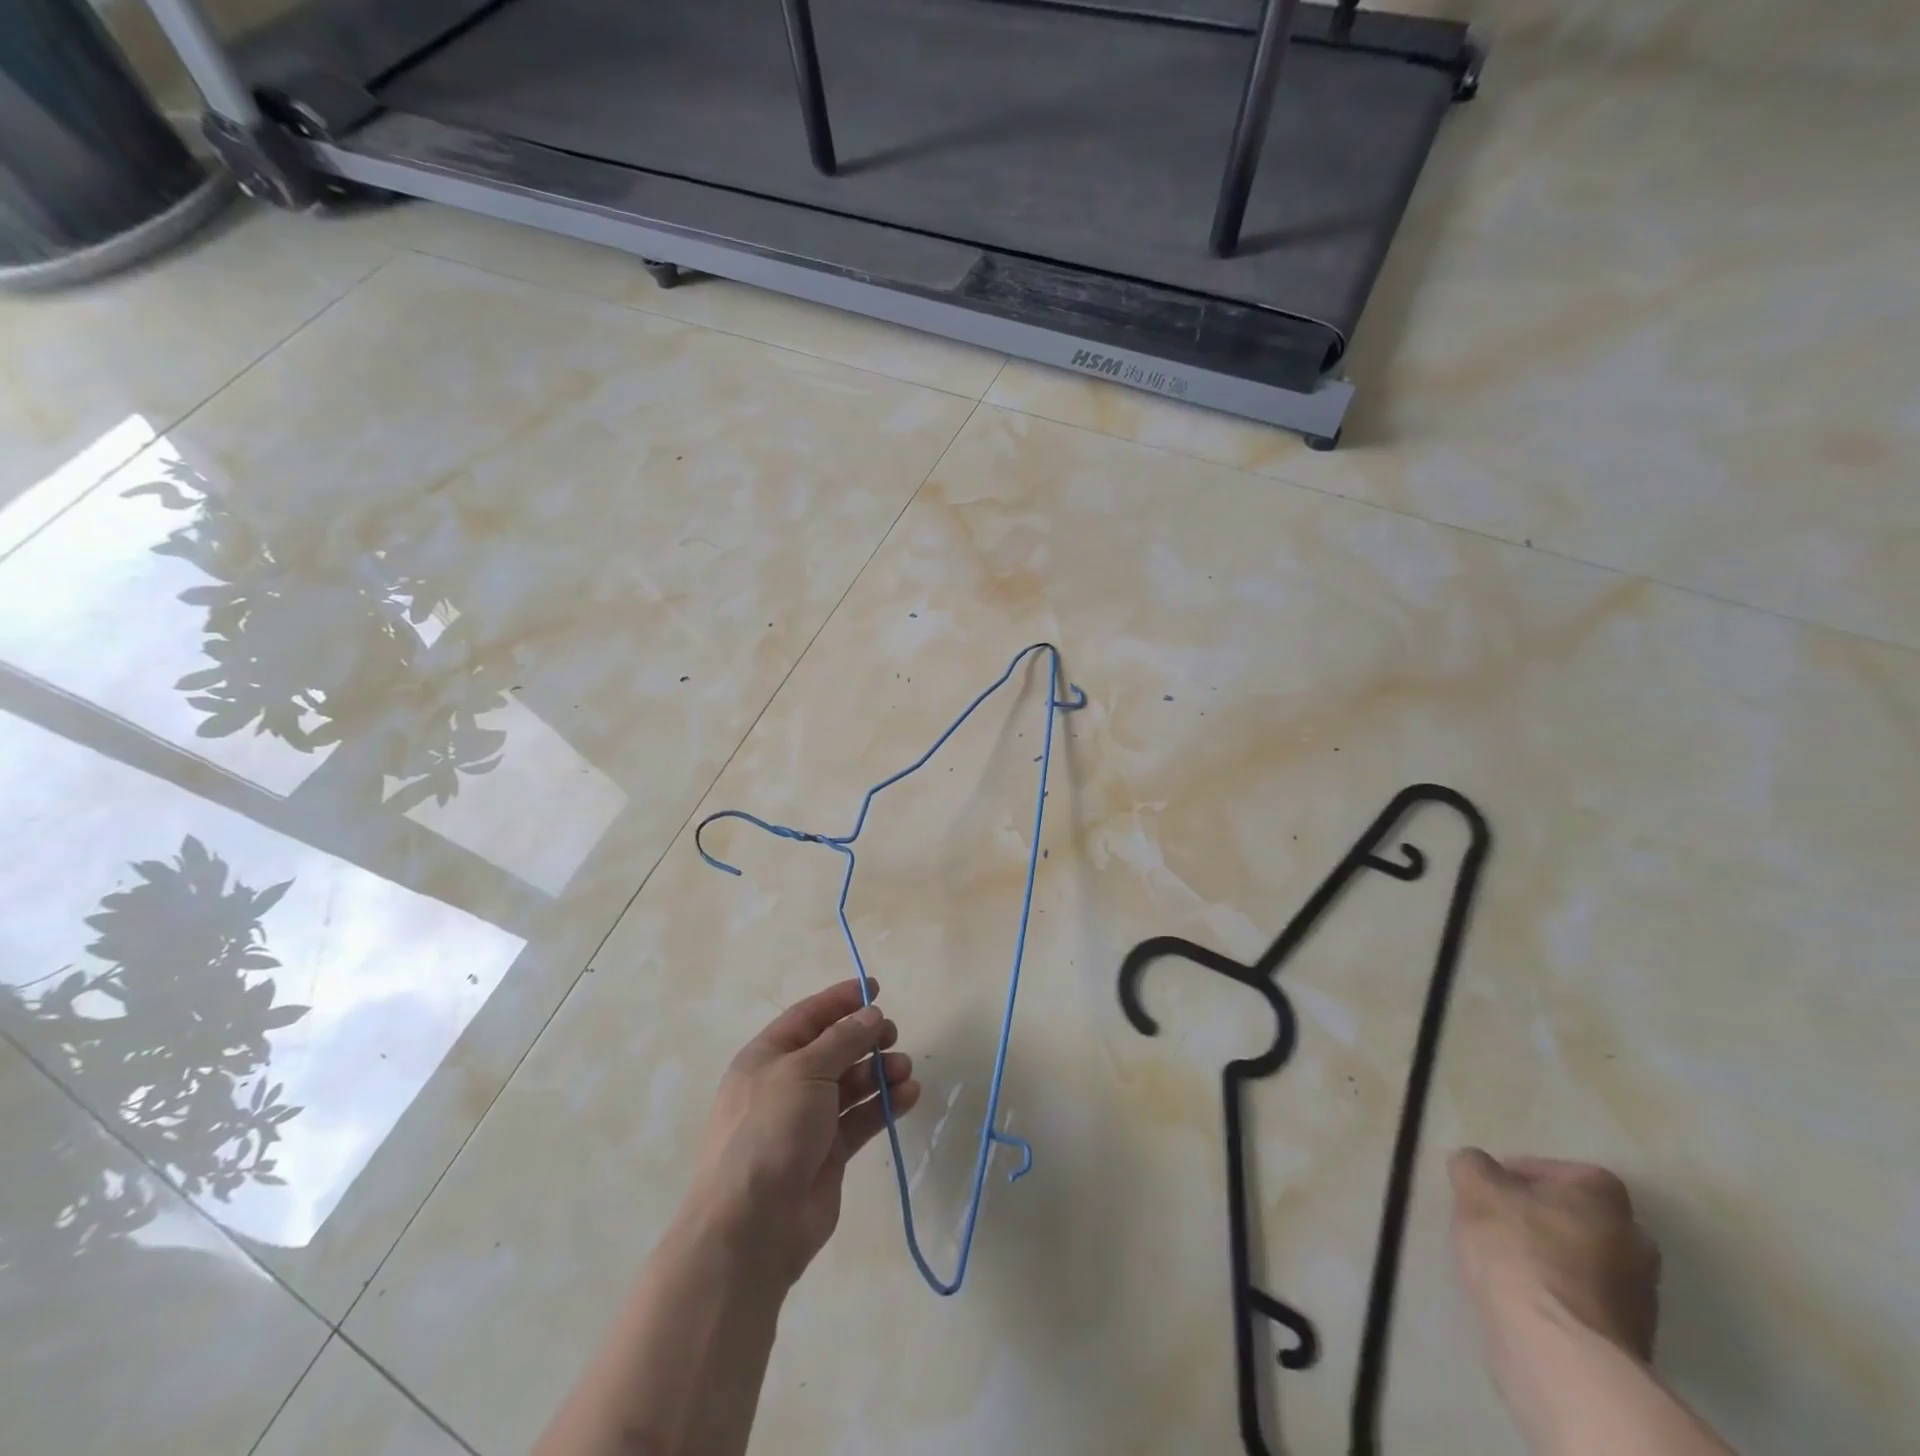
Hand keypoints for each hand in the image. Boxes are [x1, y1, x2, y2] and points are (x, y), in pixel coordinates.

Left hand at [683, 977, 921, 1288]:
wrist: (752, 1226)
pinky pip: (861, 1118)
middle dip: (864, 1037)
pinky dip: (884, 1104)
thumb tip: (871, 1014)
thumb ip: (843, 1039)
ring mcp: (808, 1120)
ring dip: (879, 1072)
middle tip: (892, 1034)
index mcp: (767, 1057)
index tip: (875, 988)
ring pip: (851, 1084)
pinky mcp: (829, 1152)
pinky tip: (909, 1094)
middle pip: (833, 1049)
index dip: (840, 1000)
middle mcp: (787, 1084)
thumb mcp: (805, 1071)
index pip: (808, 1017)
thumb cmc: (770, 1130)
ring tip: (904, 1068)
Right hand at [1449, 1150, 1660, 1363]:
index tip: (1495, 1185)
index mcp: (1606, 1200)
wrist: (1560, 1349)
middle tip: (1500, 1220)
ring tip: (1505, 1262)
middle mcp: (1636, 1242)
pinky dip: (1559, 1294)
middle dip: (1544, 1217)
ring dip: (1553, 1257)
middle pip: (1584, 1218)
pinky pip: (1587, 1300)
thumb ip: (1473, 1165)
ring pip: (1588, 1261)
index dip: (1529, 1173)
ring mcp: (1640, 1298)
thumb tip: (1478, 1165)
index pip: (1571, 1172)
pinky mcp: (1630, 1340)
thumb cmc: (1519, 1250)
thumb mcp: (1474, 1187)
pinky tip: (1524, 1298)